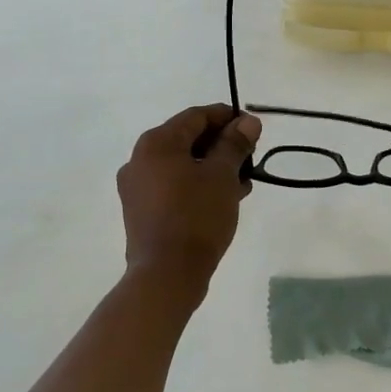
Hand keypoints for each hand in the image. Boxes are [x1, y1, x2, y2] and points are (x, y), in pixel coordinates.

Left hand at [118, 104, 261, 293]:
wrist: (166, 275)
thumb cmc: (196, 216)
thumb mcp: (223, 176)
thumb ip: (235, 144)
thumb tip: (248, 121)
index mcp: (156, 142)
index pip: (196, 116)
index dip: (228, 118)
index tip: (254, 129)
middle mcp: (139, 159)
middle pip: (187, 139)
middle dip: (222, 145)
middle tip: (251, 157)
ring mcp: (137, 187)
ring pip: (182, 165)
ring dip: (212, 167)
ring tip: (243, 182)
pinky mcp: (141, 211)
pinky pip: (173, 186)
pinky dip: (198, 185)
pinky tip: (224, 198)